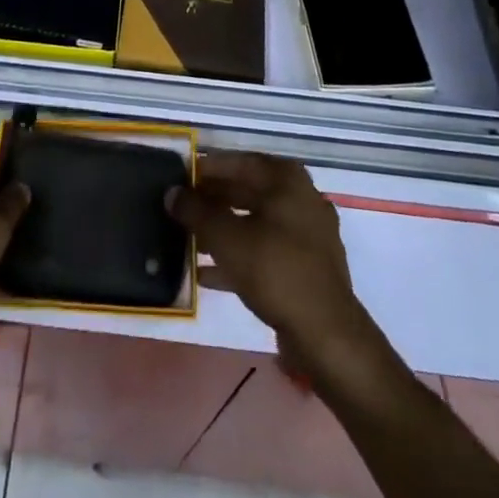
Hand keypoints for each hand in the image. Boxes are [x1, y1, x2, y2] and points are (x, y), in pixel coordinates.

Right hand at [168, 152, 374, 361]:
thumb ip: (196, 211)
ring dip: (223, 230)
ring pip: (256, 223)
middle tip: (181, 209)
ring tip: (189, 241)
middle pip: (248, 191)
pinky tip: (207, 274)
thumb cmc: (275, 270)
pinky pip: (266, 250)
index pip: (238, 162)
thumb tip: (171, 193)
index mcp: (286, 179)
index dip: (207, 169)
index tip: (180, 178)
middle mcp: (301, 197)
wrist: (327, 335)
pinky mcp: (307, 267)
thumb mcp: (226, 237)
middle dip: (213, 201)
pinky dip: (239, 256)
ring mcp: (308, 234)